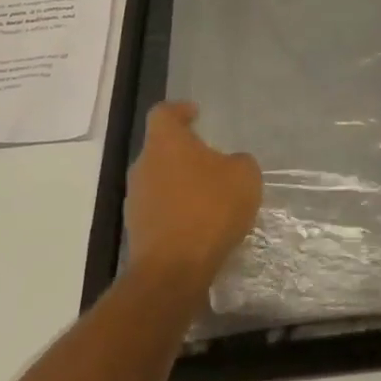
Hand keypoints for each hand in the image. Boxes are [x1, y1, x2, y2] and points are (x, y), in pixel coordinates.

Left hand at [124, 102, 261, 298]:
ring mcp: (136, 200)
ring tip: (208, 196)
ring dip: (180, 183)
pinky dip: (176, 211)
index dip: (179, 110)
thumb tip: (230, 164)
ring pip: (159, 180)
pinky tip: (199, 224)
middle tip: (211, 159)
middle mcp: (143, 165)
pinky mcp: (137, 231)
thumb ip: (239, 162)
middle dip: (184, 152)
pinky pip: (159, 210)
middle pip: (161, 148)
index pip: (163, 113)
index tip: (195, 115)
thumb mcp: (244, 176)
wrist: (173, 270)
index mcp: (165, 142)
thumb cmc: (209, 209)